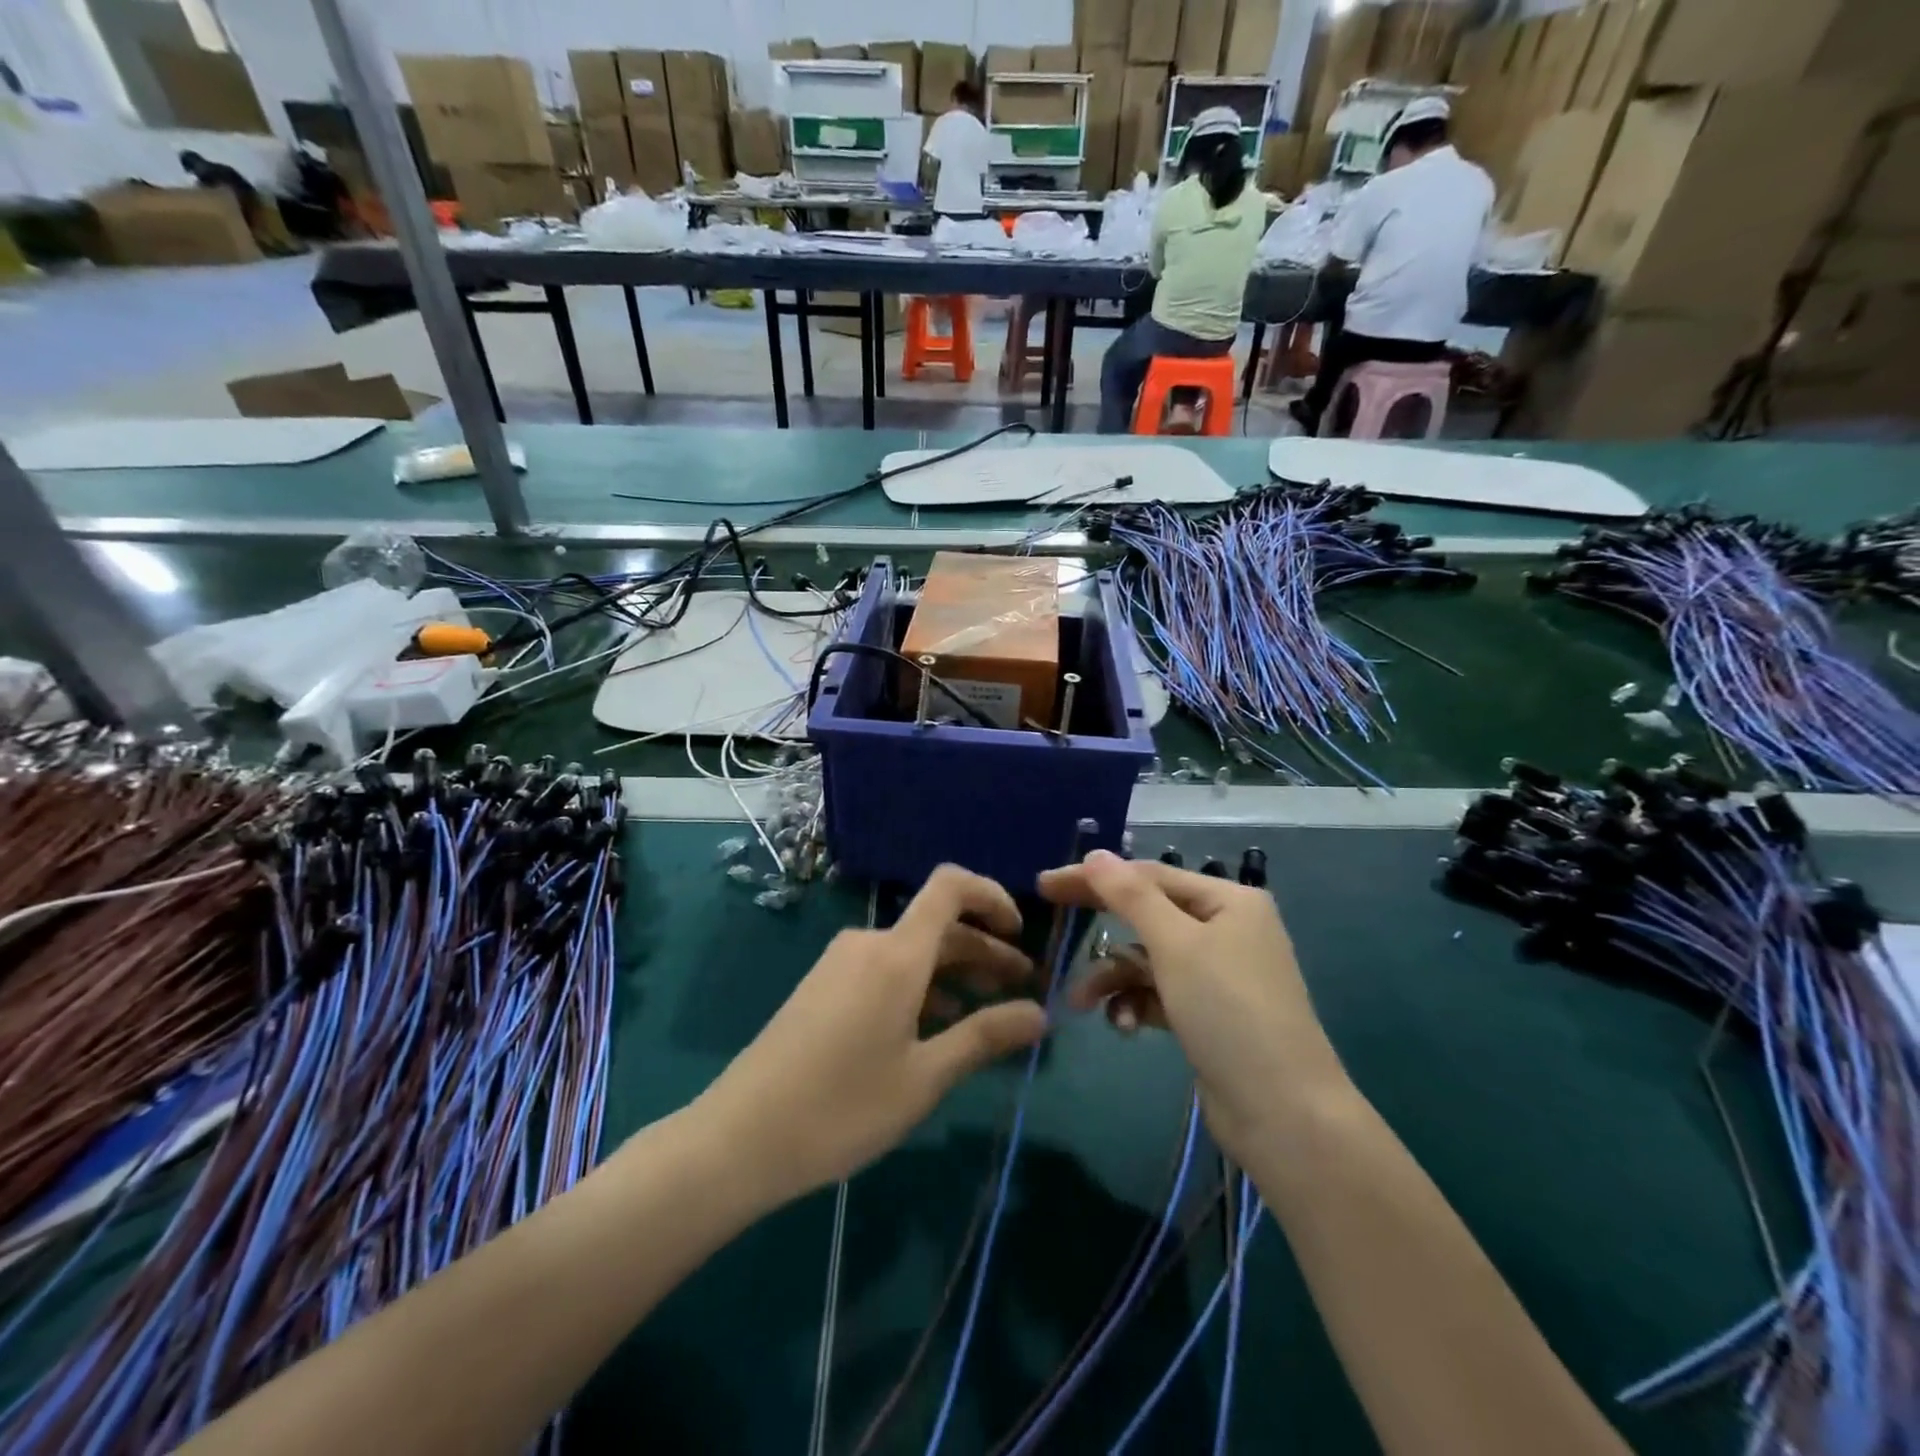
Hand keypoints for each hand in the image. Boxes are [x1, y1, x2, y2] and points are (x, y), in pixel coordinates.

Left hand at [695, 865, 1047, 1206]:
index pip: (950, 886)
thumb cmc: (842, 1107)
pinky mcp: (825, 985)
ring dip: (955, 973)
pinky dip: (921, 986)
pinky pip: (886, 969)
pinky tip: (935, 1028)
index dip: (992, 896)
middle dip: (985, 950)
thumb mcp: (924, 1077)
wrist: (741, 1137)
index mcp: (896, 954)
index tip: (1020, 935)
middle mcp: (869, 943)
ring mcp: (842, 963)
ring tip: (987, 1013)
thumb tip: (1039, 1015)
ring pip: (913, 951)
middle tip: (1023, 989)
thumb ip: (984, 1038)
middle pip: (938, 925)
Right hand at [1038, 850, 1347, 1161]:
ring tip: (1084, 1004)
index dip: (1095, 878)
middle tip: (1053, 923)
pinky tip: (1126, 1027)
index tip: (1046, 885)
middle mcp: (1225, 928)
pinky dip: (1137, 1004)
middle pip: (1147, 915)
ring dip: (1114, 978)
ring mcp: (1218, 973)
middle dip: (1102, 929)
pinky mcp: (1207, 1013)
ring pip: (1148, 959)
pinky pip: (1159, 993)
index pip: (1148, 876)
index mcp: (1227, 901)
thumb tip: (1095, 854)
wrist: (1284, 1114)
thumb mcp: (1175, 945)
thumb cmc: (1229, 1012)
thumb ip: (1130, 897)